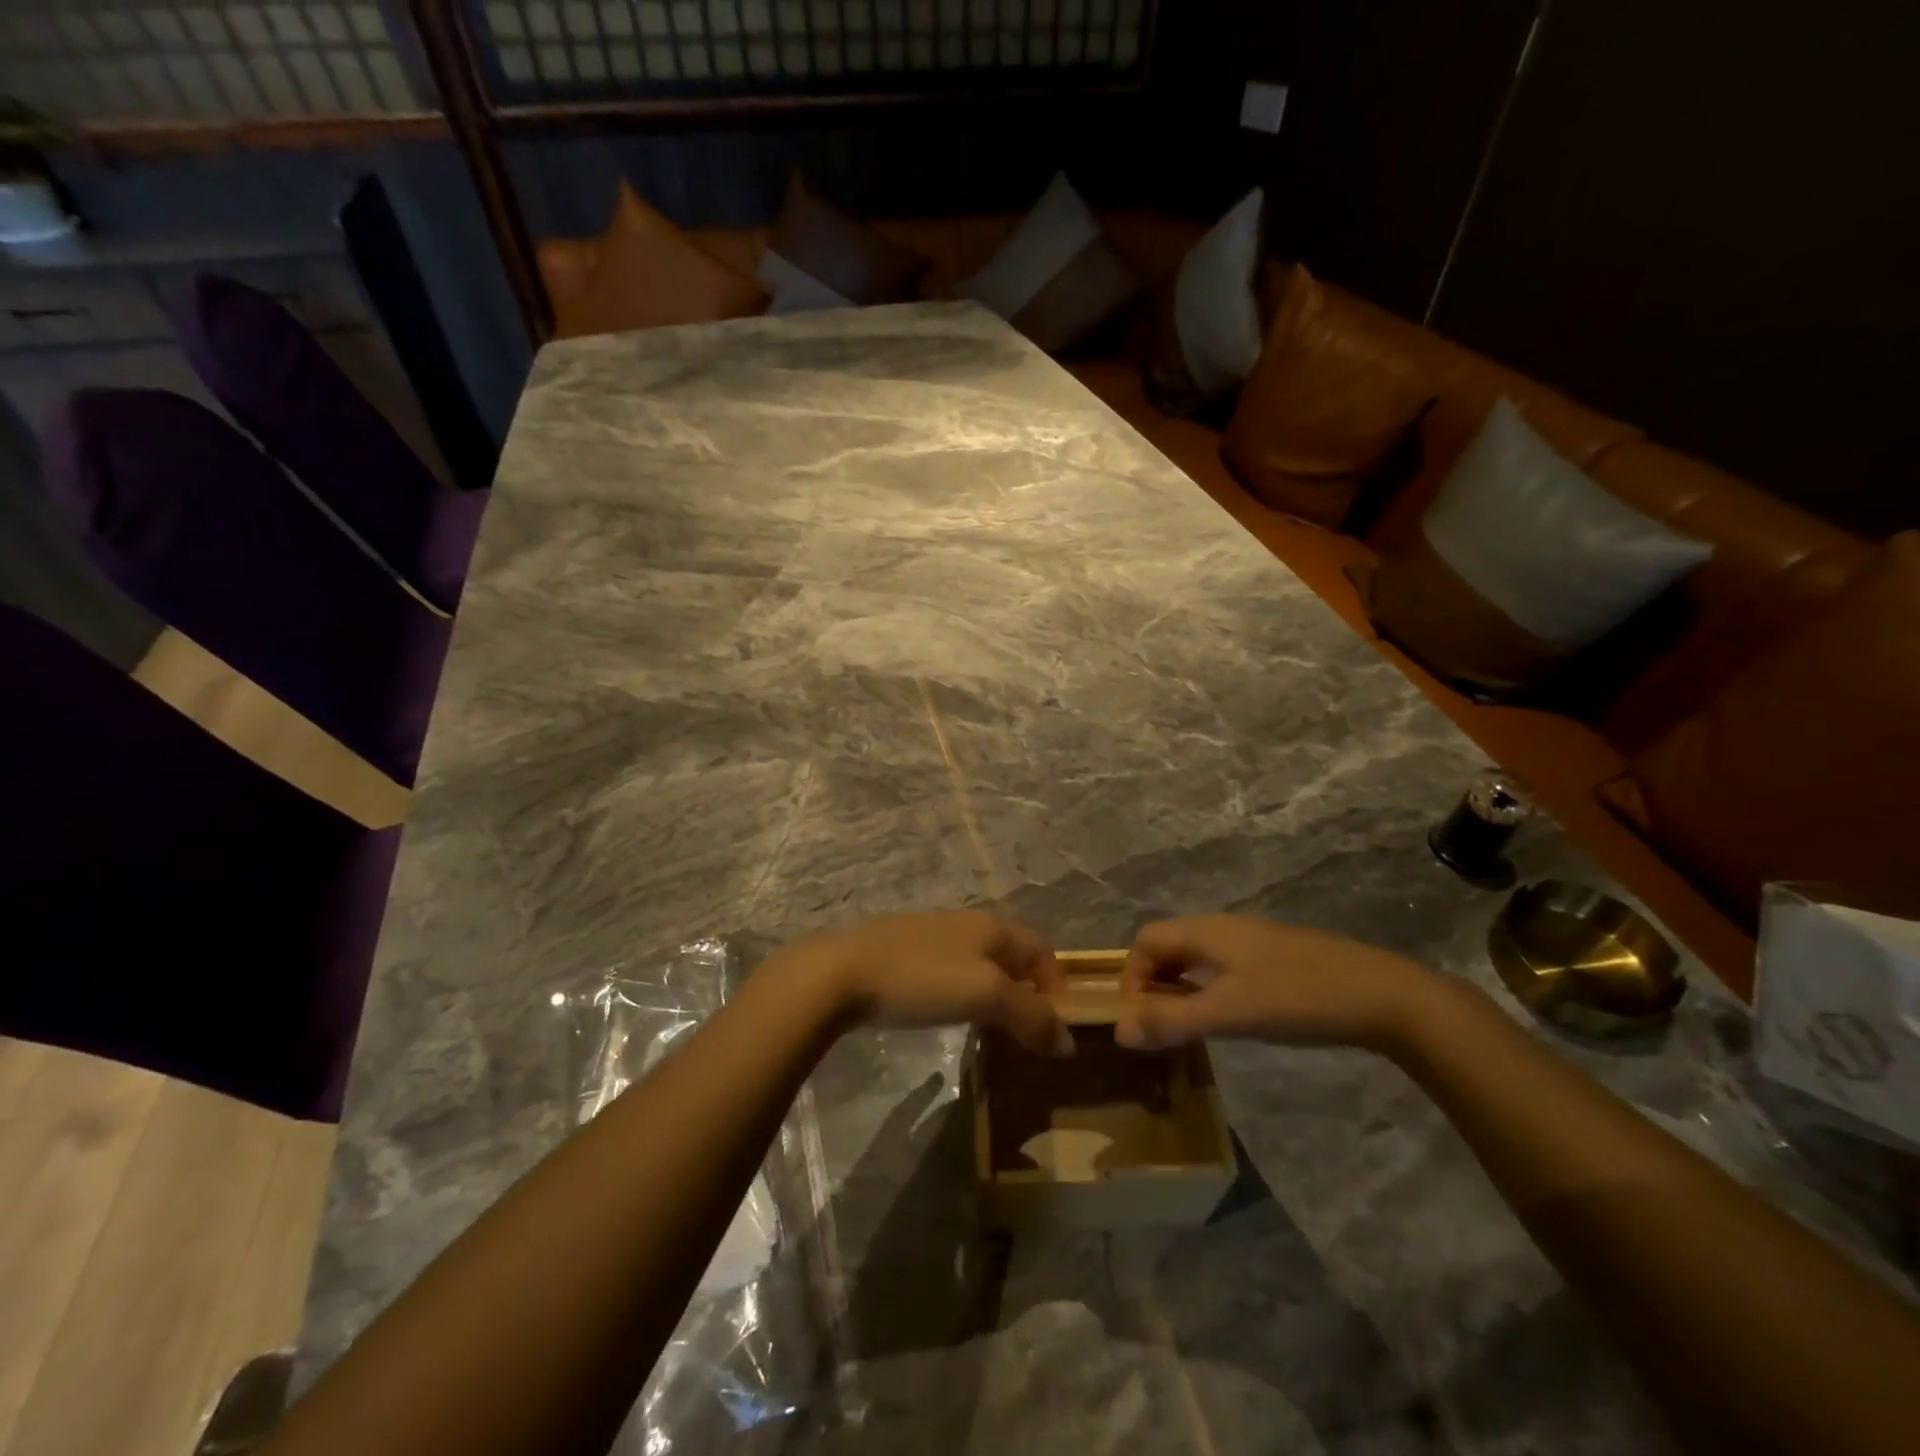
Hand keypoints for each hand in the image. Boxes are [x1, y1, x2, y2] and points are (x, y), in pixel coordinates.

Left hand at [777, 911, 1071, 1056]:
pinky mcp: (903, 953)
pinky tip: (948, 1016)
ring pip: (980, 963)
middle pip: (1012, 955)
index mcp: (992, 926)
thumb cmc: (922, 978)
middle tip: (1027, 1033)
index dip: (1057, 985)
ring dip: (995, 995)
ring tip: (992, 1030)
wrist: (841, 971)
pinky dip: (964, 994)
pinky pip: (950, 972)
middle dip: (1027, 991)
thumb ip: (1030, 1016)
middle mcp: (966, 924)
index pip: (1042, 949)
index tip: (1056, 1028)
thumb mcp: (985, 995)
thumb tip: (1067, 1042)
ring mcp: (932, 936)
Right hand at [1114, 916, 1437, 1053]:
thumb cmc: (1296, 998)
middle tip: (1159, 1027)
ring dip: (1181, 989)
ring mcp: (1253, 942)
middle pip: (1169, 946)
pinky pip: (1224, 968)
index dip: (1132, 976)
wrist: (1383, 996)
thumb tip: (1119, 1031)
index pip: (1146, 941)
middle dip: (1154, 984)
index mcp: (1206, 931)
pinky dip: (1210, 990)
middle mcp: (1223, 928)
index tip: (1138, 1019)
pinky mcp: (1277, 959)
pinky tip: (1231, 1019)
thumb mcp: (1228, 1013)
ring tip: (1189, 1028)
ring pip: (1198, 958)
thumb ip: (1172, 1021)